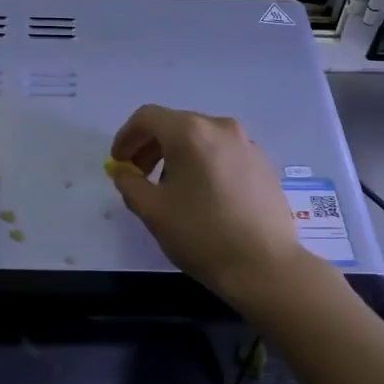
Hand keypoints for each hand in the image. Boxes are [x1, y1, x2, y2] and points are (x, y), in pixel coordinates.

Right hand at [107, 105, 307, 304]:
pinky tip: (204, 195)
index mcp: (190, 132)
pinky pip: (223, 152)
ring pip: (201, 138)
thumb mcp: (152, 211)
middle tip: (139, 176)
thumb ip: (129, 183)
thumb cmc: (201, 235)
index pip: (147, 118)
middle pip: (175, 124)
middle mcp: (220, 127)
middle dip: (151, 146)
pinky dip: (204, 163)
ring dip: (178, 155)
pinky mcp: (263, 163)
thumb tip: (122, 170)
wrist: (264, 266)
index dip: (126, 137)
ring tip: (171, 189)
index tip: (119, 163)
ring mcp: (247, 144)